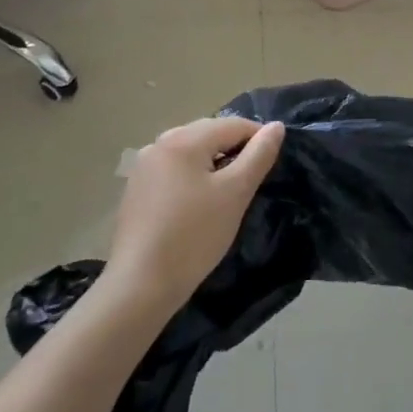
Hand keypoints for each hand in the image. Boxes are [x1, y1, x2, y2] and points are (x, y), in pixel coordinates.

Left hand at [107, 117, 284, 310]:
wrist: (139, 286)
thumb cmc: (194, 235)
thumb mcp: (236, 193)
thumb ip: (259, 155)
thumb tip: (276, 126)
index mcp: (183, 139)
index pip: (233, 125)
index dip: (259, 139)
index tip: (271, 166)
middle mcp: (159, 143)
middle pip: (209, 134)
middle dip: (234, 150)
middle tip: (250, 182)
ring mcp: (143, 167)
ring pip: (191, 152)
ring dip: (213, 164)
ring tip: (226, 193)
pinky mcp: (136, 189)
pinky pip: (174, 170)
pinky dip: (192, 177)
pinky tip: (197, 205)